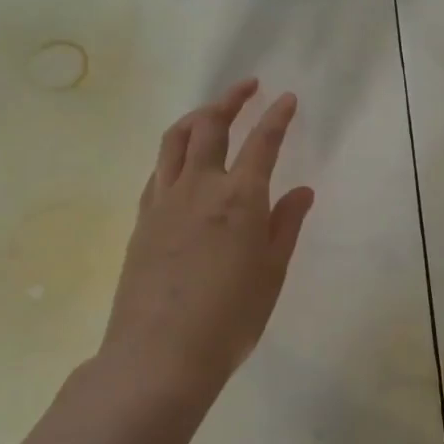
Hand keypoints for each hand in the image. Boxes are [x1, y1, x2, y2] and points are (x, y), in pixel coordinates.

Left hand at [100, 79, 316, 398]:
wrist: (159, 356)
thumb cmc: (230, 317)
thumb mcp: (272, 272)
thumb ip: (286, 225)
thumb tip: (301, 191)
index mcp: (240, 198)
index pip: (262, 142)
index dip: (277, 117)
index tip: (287, 98)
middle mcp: (200, 188)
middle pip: (210, 126)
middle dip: (230, 100)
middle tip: (248, 87)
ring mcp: (164, 202)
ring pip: (175, 141)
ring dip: (196, 117)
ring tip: (212, 112)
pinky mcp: (142, 220)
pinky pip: (158, 170)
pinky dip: (174, 153)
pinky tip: (182, 162)